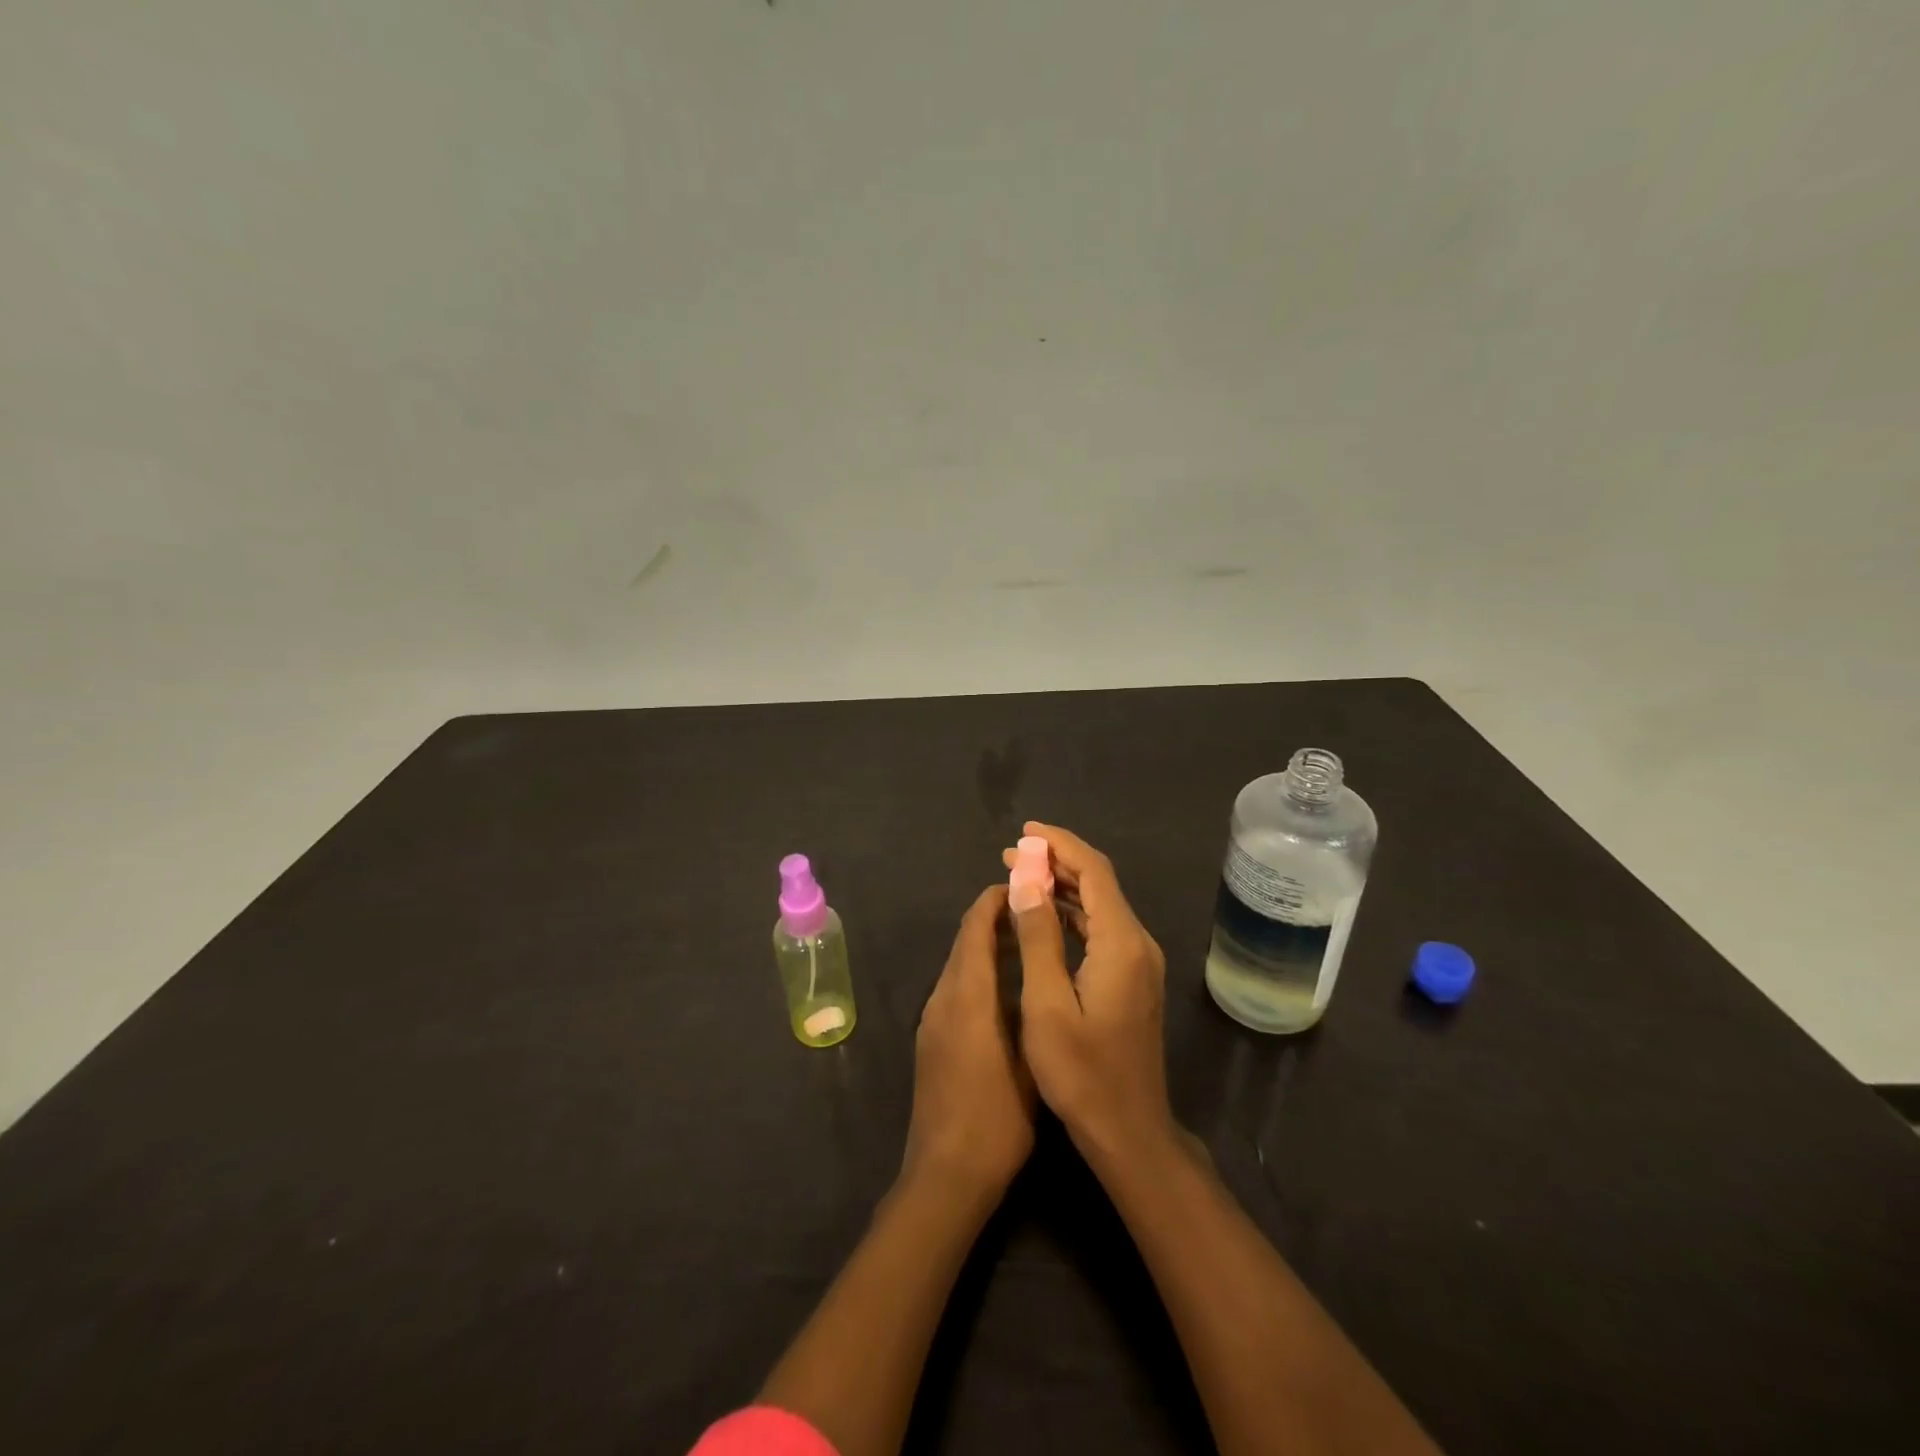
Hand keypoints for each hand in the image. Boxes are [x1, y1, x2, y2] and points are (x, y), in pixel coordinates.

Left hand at [903, 885, 1034, 1199]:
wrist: (945, 1174)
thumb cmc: (997, 1119)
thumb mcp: (1029, 1059)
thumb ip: (1029, 1004)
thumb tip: (1034, 959)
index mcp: (967, 995)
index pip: (975, 928)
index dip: (995, 901)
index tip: (1023, 885)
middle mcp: (943, 997)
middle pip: (964, 942)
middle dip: (993, 919)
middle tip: (1035, 911)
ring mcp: (932, 1019)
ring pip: (958, 964)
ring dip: (986, 946)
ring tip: (1028, 943)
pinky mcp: (930, 1039)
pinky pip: (954, 988)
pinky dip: (977, 972)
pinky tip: (1005, 988)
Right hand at [1001, 822, 1177, 1170]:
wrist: (1129, 1131)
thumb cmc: (1081, 1073)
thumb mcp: (1047, 1004)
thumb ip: (1038, 937)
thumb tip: (1027, 880)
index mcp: (1121, 943)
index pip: (1093, 872)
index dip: (1060, 844)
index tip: (1025, 830)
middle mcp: (1137, 943)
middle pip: (1099, 883)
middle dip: (1056, 861)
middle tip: (1011, 854)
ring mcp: (1139, 962)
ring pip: (1100, 905)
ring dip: (1062, 886)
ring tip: (1020, 876)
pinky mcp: (1132, 978)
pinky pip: (1101, 928)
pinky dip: (1071, 912)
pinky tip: (1043, 915)